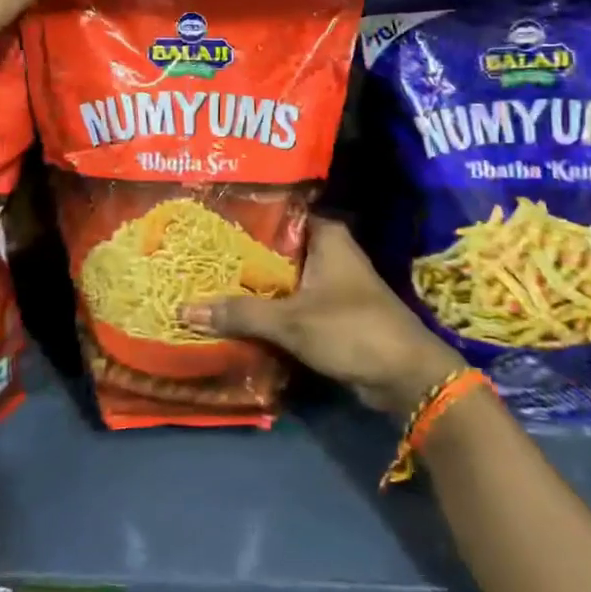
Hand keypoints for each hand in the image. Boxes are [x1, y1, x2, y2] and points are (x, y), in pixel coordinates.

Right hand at [185, 218, 466, 418]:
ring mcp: (330, 283)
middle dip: (238, 257)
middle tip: (195, 256)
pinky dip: (267, 309)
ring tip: (204, 282)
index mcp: (325, 235)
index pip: (275, 214)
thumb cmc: (352, 330)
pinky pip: (289, 304)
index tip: (204, 222)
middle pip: (273, 249)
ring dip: (251, 286)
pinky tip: (232, 313)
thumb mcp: (291, 321)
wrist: (406, 378)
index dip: (240, 218)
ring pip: (280, 278)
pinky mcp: (329, 313)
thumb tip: (184, 310)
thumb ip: (240, 314)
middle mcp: (328, 251)